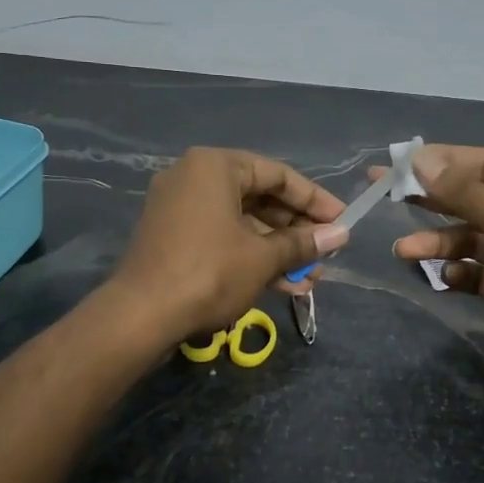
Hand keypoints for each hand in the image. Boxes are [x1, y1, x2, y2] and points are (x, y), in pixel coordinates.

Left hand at [110, 148, 348, 345]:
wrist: (141, 316)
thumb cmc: (210, 273)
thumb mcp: (263, 257)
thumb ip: (303, 243)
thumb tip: (341, 234)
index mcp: (215, 167)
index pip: (277, 175)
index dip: (315, 200)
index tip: (342, 221)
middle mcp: (194, 178)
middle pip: (260, 198)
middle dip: (296, 230)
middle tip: (326, 253)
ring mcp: (180, 208)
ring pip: (242, 223)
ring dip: (278, 250)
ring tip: (311, 279)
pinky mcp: (173, 238)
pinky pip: (222, 237)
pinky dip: (251, 256)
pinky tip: (283, 285)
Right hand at [389, 145, 483, 389]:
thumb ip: (466, 192)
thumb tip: (422, 160)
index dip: (445, 162)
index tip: (401, 165)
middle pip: (475, 199)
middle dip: (432, 200)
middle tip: (383, 193)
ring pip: (472, 239)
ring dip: (439, 242)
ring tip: (403, 250)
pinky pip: (479, 273)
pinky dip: (460, 273)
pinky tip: (445, 276)